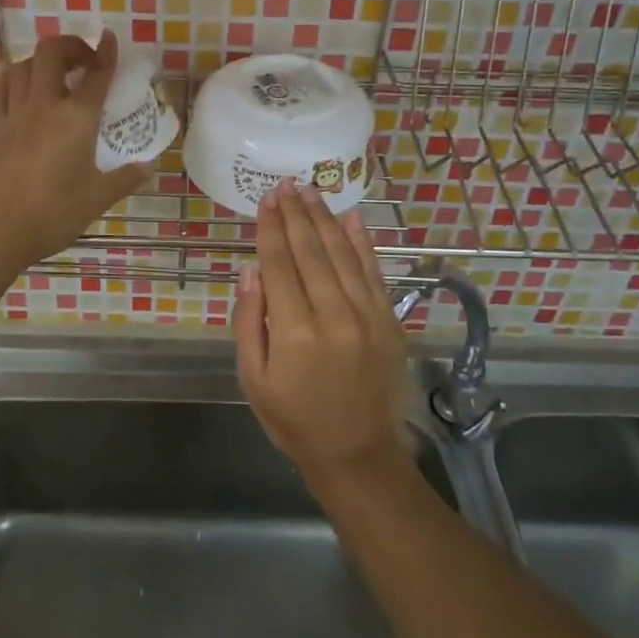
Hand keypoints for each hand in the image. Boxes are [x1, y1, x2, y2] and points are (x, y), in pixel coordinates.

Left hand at [0, 32, 150, 271]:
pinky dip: (13, 77)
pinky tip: (20, 86)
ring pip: (22, 65)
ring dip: (41, 60)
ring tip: (55, 73)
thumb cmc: (54, 214)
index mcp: (76, 119)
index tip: (111, 39)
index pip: (96, 74)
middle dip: (70, 45)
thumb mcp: (98, 198)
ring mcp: (14, 114)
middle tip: (84, 61)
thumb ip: (126, 177)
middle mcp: (44, 105)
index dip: (106, 52)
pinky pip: (1, 88)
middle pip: (51, 53)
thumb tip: (149, 165)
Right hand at [233, 180, 408, 478]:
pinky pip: (374, 272)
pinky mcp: (389, 321)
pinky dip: (363, 243)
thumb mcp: (253, 378)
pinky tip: (351, 218)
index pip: (279, 264)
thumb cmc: (293, 419)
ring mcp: (367, 315)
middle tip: (285, 184)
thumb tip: (252, 269)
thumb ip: (250, 320)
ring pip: (342, 254)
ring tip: (310, 192)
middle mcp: (333, 315)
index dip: (271, 228)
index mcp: (294, 331)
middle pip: (311, 251)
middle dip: (296, 214)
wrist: (356, 453)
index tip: (266, 199)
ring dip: (324, 219)